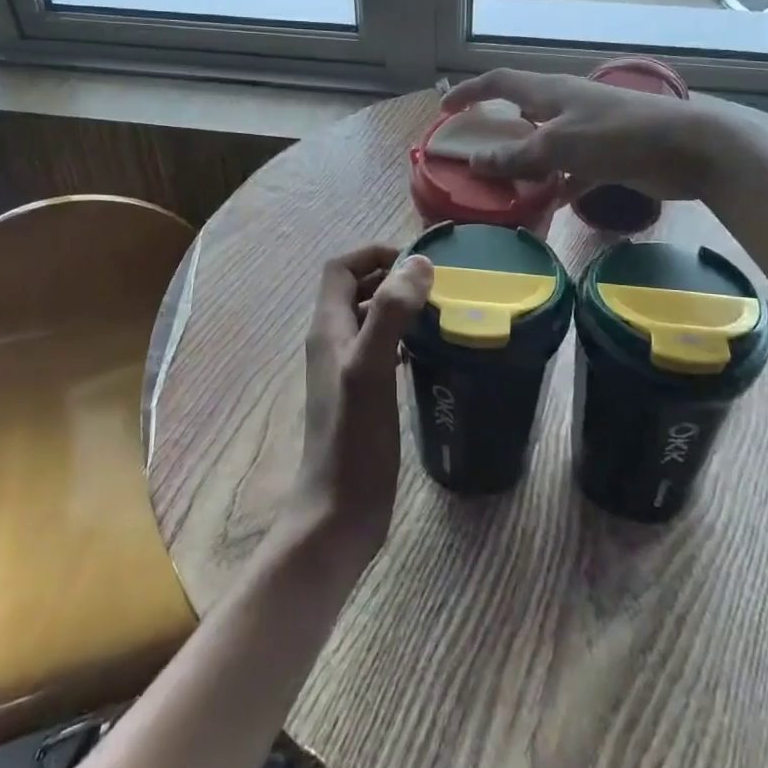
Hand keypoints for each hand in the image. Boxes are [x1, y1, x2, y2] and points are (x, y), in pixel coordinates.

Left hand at [289, 245, 433, 575]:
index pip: (341, 269)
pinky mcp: (363, 395)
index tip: (416, 261)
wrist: (339, 513)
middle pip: (356, 290)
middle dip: (391, 276)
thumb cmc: (353, 439)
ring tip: (439, 310)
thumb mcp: (371, 369)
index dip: (373, 254)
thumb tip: (418, 264)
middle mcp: (333, 343)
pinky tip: (429, 350)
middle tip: (436, 283)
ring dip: (399, 307)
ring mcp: (346, 371)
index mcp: (328, 329)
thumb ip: (390, 313)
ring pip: (371, 320)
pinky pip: (381, 350)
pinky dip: (403, 338)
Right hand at [441, 69, 734, 201]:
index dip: (470, 92)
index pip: (500, 83)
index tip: (444, 109)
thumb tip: (476, 162)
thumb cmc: (619, 135)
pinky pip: (568, 170)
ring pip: (543, 145)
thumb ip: (517, 155)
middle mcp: (565, 106)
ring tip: (499, 187)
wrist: (688, 148)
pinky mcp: (605, 156)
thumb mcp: (560, 144)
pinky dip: (554, 184)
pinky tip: (543, 206)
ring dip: (522, 163)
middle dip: (494, 130)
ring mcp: (586, 131)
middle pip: (520, 112)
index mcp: (550, 91)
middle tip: (471, 153)